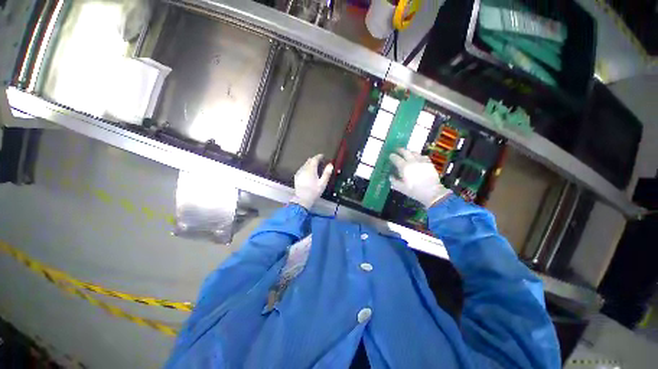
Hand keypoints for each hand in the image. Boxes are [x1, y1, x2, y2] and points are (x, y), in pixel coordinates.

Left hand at [290, 154, 333, 209]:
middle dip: (314, 159)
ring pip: (305, 164)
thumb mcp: (323, 183)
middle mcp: (304, 169)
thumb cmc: (314, 192)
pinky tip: (309, 172)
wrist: (302, 199)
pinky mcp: (297, 176)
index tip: (323, 156)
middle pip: (309, 161)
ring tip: (315, 166)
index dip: (319, 156)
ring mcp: (299, 172)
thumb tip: (330, 165)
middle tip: (320, 161)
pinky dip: (306, 168)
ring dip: (310, 163)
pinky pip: (302, 168)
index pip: (314, 159)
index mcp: (311, 170)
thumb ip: (327, 173)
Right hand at [389, 148, 451, 207]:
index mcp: (404, 167)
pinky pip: (422, 156)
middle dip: (400, 150)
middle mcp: (412, 161)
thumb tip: (391, 176)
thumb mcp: (401, 188)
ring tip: (407, 152)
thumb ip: (394, 181)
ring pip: (414, 152)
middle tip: (397, 150)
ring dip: (409, 151)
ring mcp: (421, 161)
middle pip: (405, 152)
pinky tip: (418, 158)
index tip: (390, 156)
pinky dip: (418, 155)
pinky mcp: (429, 163)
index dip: (392, 156)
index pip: (396, 158)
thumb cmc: (414, 191)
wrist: (432, 192)